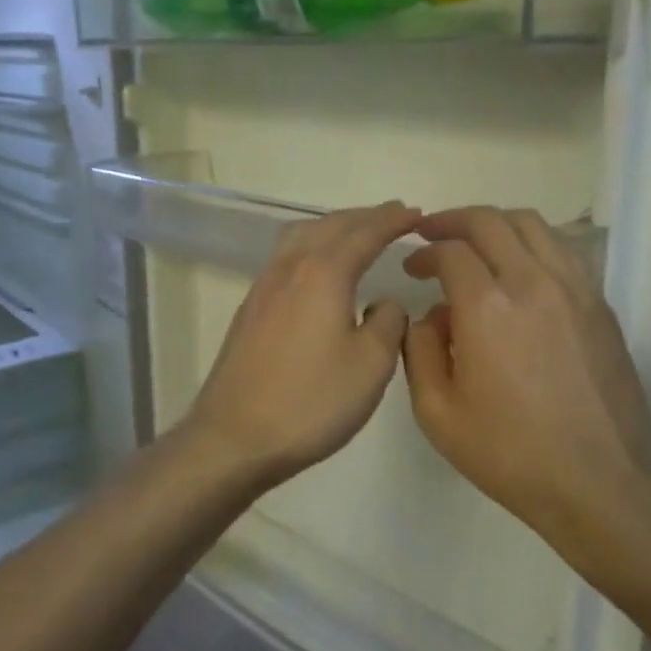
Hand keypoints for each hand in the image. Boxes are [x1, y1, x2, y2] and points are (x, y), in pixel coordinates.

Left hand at [179, 201, 420, 493]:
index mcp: (323, 273)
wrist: (234, 437)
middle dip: (364, 217)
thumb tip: (384, 303)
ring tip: (357, 233)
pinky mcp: (249, 310)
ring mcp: (263, 287)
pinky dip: (311, 246)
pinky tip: (318, 268)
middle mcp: (290, 268)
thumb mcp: (370, 365)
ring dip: (333, 226)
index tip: (416, 213)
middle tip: (393, 215)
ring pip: (301, 236)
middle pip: (329, 225)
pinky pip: (286, 257)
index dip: (393, 220)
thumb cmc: (310, 402)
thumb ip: (388, 323)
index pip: (364, 233)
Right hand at [401, 207, 650, 568]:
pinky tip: (520, 267)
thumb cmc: (508, 453)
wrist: (597, 482)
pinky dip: (532, 243)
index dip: (423, 252)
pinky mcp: (600, 304)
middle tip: (431, 233)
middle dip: (452, 220)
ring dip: (495, 224)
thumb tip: (429, 316)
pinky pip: (563, 250)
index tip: (411, 267)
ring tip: (475, 241)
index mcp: (486, 307)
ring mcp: (574, 289)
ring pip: (532, 225)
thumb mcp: (437, 412)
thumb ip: (418, 351)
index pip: (449, 251)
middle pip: (490, 221)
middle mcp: (532, 282)